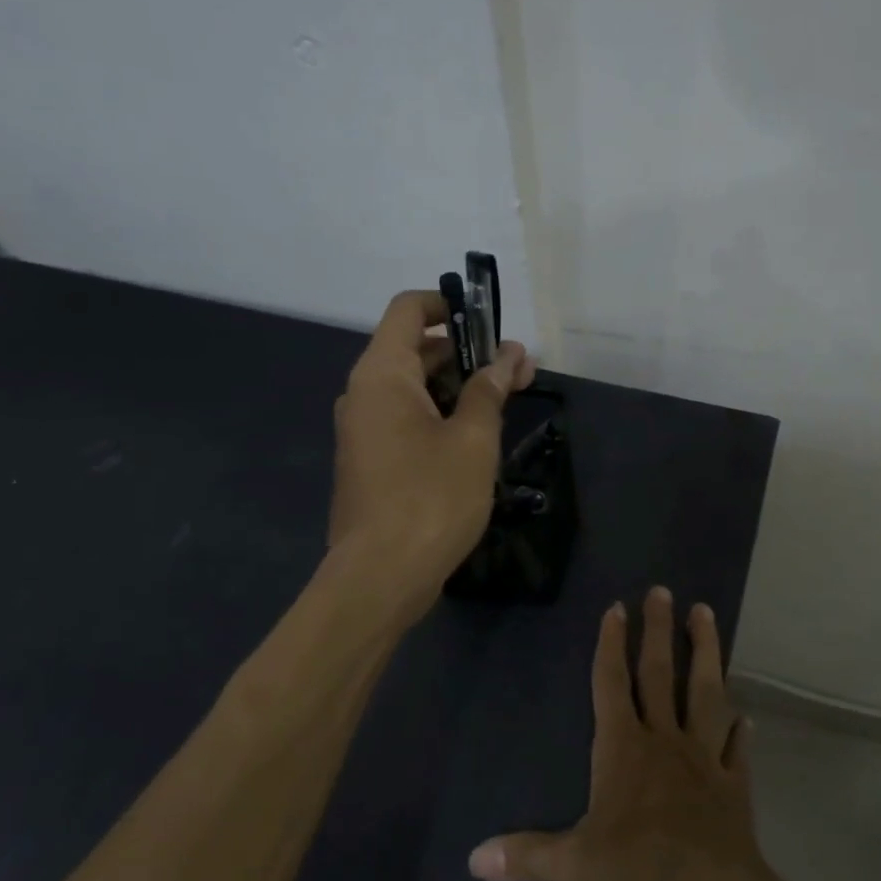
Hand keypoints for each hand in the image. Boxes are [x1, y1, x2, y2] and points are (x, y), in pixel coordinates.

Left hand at [329, 289, 533, 622]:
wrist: (380, 577)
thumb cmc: (431, 498)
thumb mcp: (473, 439)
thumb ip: (490, 389)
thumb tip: (511, 355)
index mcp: (382, 375)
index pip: (408, 309)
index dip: (448, 304)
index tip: (490, 323)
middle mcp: (363, 394)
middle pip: (413, 349)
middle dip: (466, 353)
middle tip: (517, 371)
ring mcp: (363, 430)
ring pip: (412, 389)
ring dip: (457, 387)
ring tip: (505, 404)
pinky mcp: (369, 462)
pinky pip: (405, 419)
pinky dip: (439, 415)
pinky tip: (475, 438)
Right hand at [468, 586, 781, 880]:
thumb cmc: (637, 875)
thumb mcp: (573, 868)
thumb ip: (526, 857)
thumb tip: (473, 859)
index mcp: (623, 749)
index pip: (611, 684)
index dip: (611, 645)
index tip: (617, 608)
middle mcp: (665, 742)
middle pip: (659, 674)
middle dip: (658, 631)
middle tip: (663, 590)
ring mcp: (704, 761)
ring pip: (706, 694)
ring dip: (706, 653)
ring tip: (705, 615)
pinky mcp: (735, 789)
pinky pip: (737, 751)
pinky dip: (741, 733)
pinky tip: (747, 718)